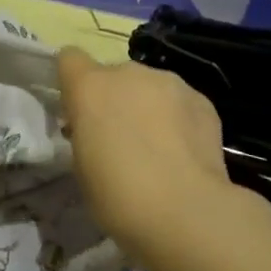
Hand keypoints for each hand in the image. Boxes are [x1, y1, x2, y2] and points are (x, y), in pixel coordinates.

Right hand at [56, 47, 239, 269]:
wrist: (185, 211)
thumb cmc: (119, 197)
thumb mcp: (83, 167)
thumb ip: (86, 134)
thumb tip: (98, 129)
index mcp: (90, 87)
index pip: (70, 59)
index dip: (73, 81)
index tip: (79, 112)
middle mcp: (128, 73)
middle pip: (114, 75)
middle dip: (115, 100)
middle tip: (121, 140)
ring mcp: (169, 81)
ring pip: (149, 87)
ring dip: (148, 107)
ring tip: (160, 149)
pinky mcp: (201, 98)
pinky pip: (180, 101)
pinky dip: (179, 119)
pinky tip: (185, 153)